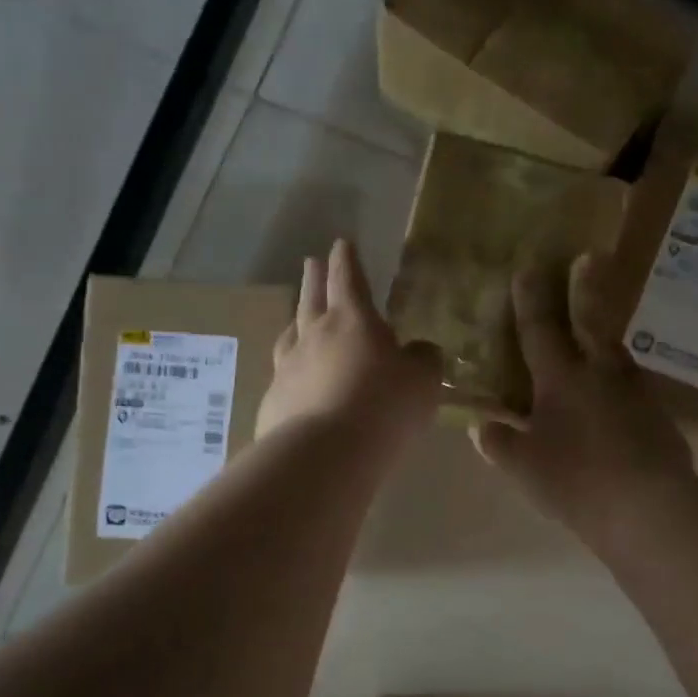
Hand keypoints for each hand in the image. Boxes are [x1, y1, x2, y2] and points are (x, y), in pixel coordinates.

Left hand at [257, 239, 440, 447]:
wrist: (325, 453)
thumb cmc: (383, 406)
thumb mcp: (422, 381)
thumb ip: (423, 360)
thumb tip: (420, 350)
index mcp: (352, 320)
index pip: (349, 279)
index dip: (347, 260)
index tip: (341, 243)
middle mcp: (314, 336)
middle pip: (312, 298)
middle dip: (314, 278)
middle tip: (311, 262)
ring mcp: (288, 368)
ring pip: (290, 335)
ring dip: (295, 321)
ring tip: (295, 318)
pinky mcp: (274, 401)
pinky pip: (282, 376)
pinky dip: (290, 370)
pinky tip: (292, 380)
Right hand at [471, 254, 692, 543]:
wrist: (651, 506)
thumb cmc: (577, 481)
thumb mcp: (526, 467)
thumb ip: (499, 444)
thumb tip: (481, 426)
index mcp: (561, 380)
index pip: (539, 331)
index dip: (530, 300)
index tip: (527, 268)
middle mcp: (600, 374)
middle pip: (590, 323)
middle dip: (584, 289)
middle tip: (589, 257)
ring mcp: (634, 392)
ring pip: (615, 352)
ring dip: (605, 334)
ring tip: (599, 330)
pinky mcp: (658, 415)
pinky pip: (632, 385)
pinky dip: (620, 378)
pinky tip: (617, 392)